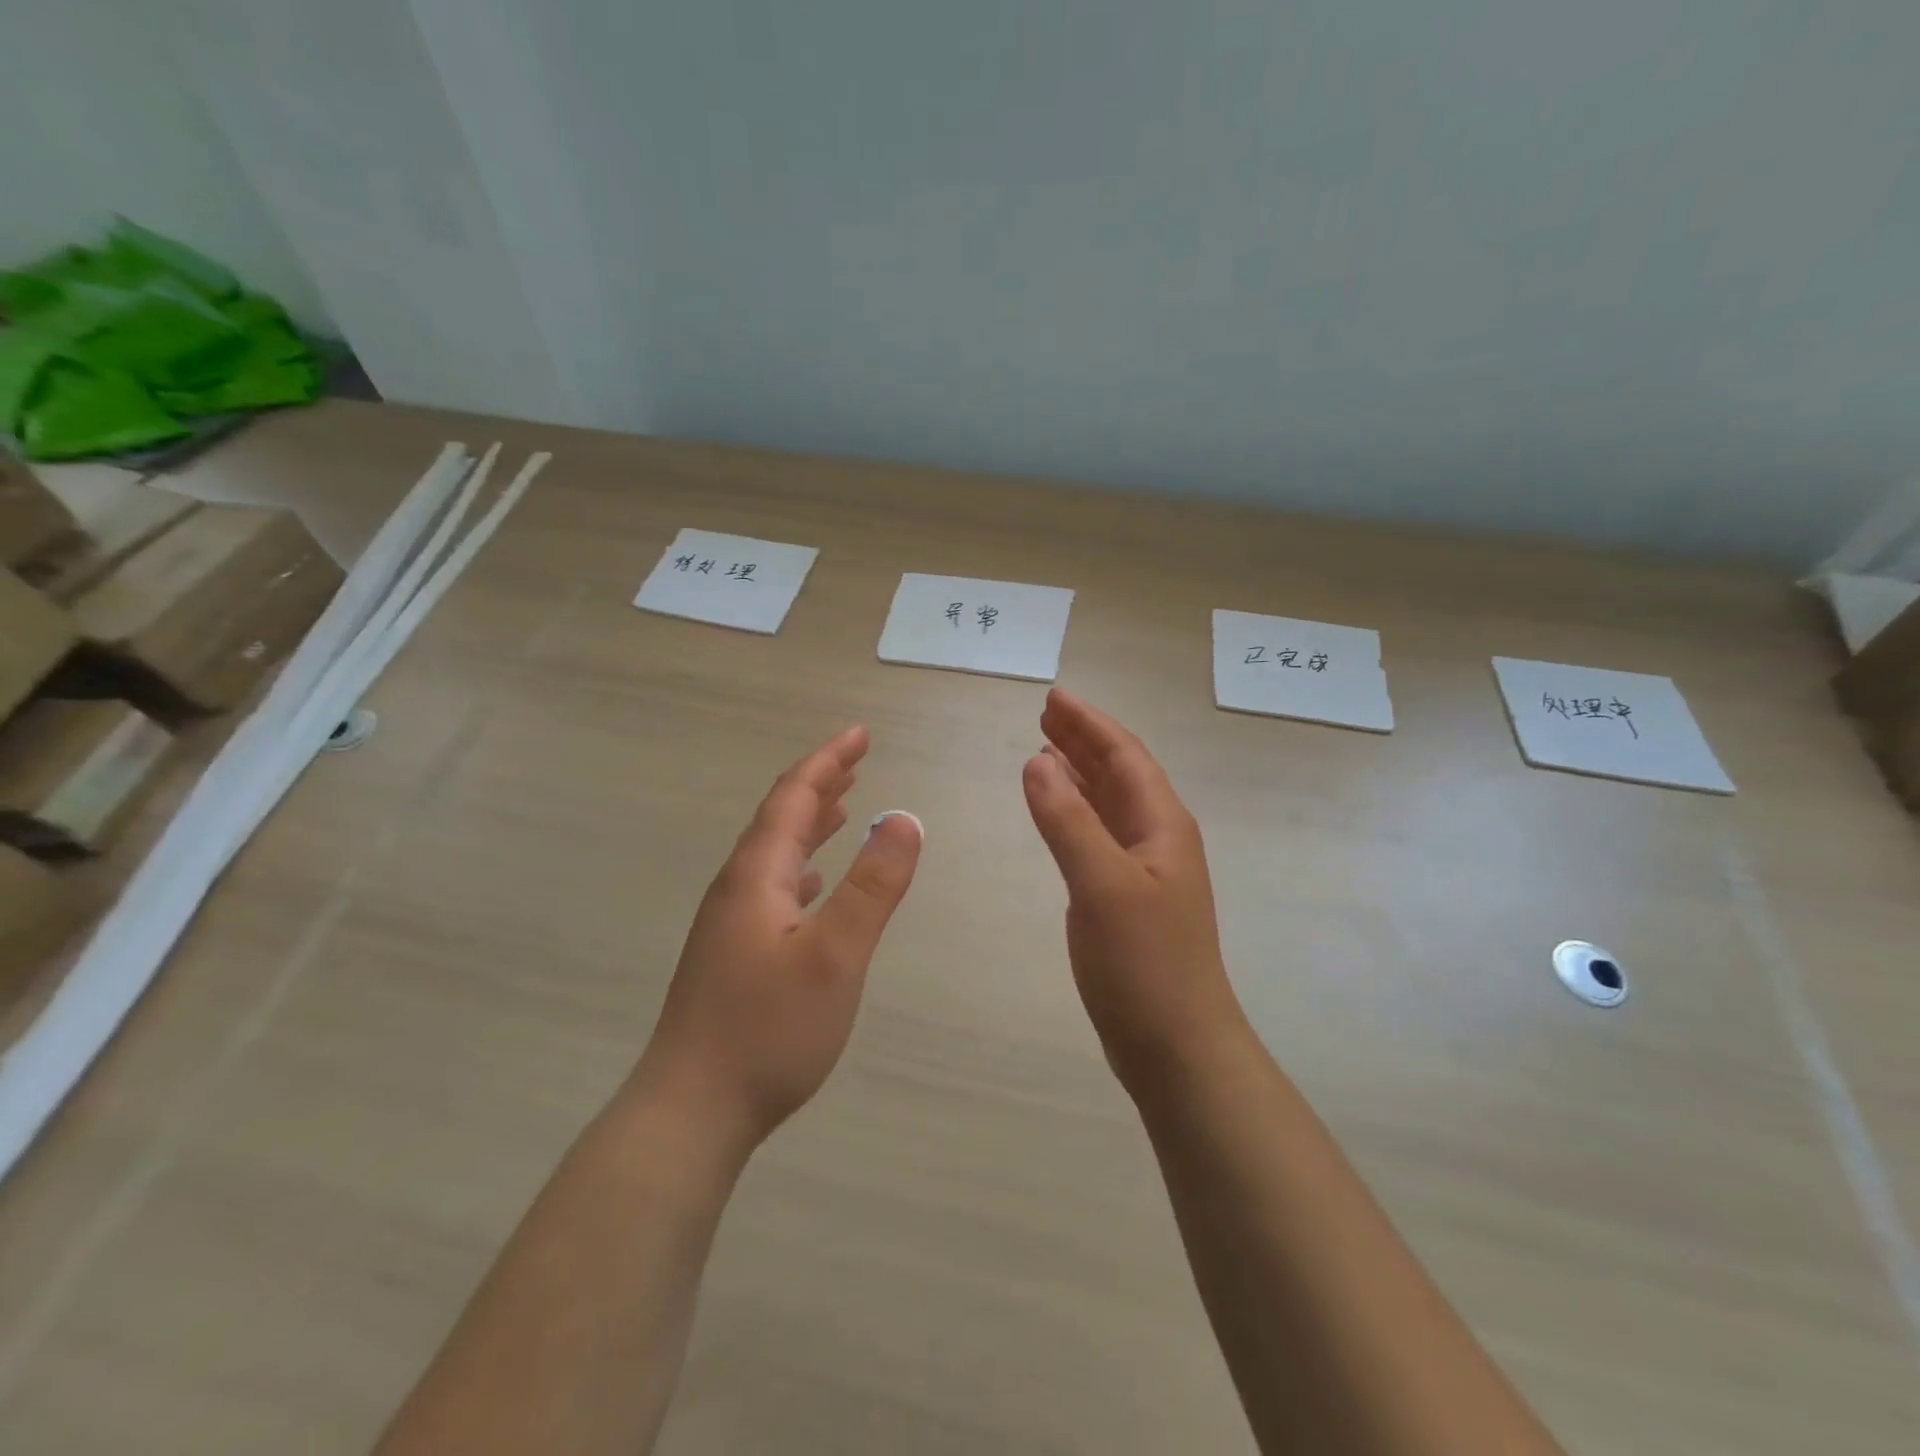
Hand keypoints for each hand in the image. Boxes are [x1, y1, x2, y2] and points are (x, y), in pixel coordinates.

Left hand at [635, 726, 922, 1148]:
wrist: (690, 1112)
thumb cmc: (767, 1030)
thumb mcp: (835, 954)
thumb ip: (873, 886)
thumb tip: (905, 818)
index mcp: (757, 876)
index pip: (793, 798)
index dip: (828, 761)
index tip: (861, 734)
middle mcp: (737, 889)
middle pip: (780, 819)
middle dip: (820, 784)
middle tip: (858, 760)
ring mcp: (730, 925)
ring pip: (775, 854)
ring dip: (810, 824)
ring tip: (843, 807)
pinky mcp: (733, 956)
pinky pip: (772, 887)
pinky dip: (800, 867)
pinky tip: (812, 883)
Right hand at [1022, 689, 1249, 1090]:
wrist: (1177, 1046)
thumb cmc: (1145, 963)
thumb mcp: (1102, 885)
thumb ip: (1069, 821)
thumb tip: (1037, 761)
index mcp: (1162, 825)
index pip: (1125, 756)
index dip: (1089, 724)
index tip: (1054, 697)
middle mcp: (1157, 839)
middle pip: (1119, 773)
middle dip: (1083, 740)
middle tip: (1044, 713)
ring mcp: (1144, 870)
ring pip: (1109, 803)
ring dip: (1079, 773)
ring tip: (1044, 749)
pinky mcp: (1126, 898)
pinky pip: (1099, 835)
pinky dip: (1075, 813)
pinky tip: (1058, 813)